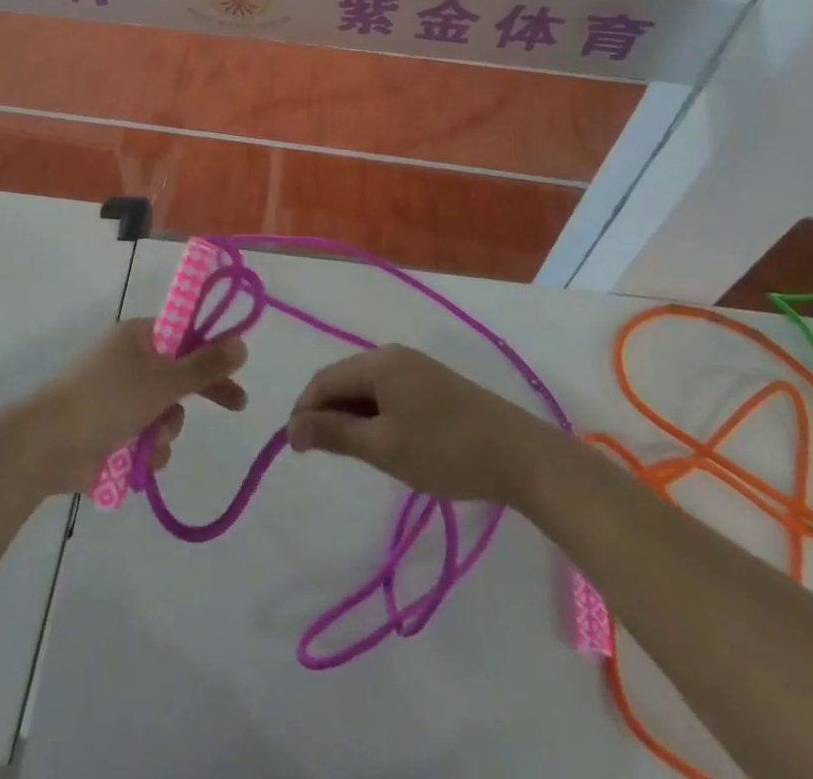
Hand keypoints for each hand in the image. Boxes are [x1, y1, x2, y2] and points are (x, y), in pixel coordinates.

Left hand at [29, 320, 247, 493]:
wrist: (47, 446)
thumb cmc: (106, 401)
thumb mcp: (162, 381)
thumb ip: (204, 365)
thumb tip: (241, 342)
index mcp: (137, 338)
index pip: (185, 335)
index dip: (212, 350)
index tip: (237, 367)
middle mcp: (129, 363)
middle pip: (179, 375)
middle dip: (200, 394)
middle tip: (237, 405)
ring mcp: (119, 398)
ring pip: (166, 413)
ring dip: (166, 430)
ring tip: (150, 440)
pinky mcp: (112, 432)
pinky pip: (147, 439)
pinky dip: (147, 451)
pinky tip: (138, 460)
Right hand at [286, 346, 539, 504]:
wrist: (521, 456)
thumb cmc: (445, 450)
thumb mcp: (383, 447)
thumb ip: (334, 434)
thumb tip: (291, 429)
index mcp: (379, 361)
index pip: (324, 379)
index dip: (304, 410)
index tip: (295, 448)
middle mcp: (394, 356)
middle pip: (344, 380)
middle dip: (327, 414)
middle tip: (319, 455)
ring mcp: (417, 370)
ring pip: (367, 390)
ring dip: (351, 418)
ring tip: (351, 454)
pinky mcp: (433, 386)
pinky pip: (388, 395)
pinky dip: (375, 417)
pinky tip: (383, 444)